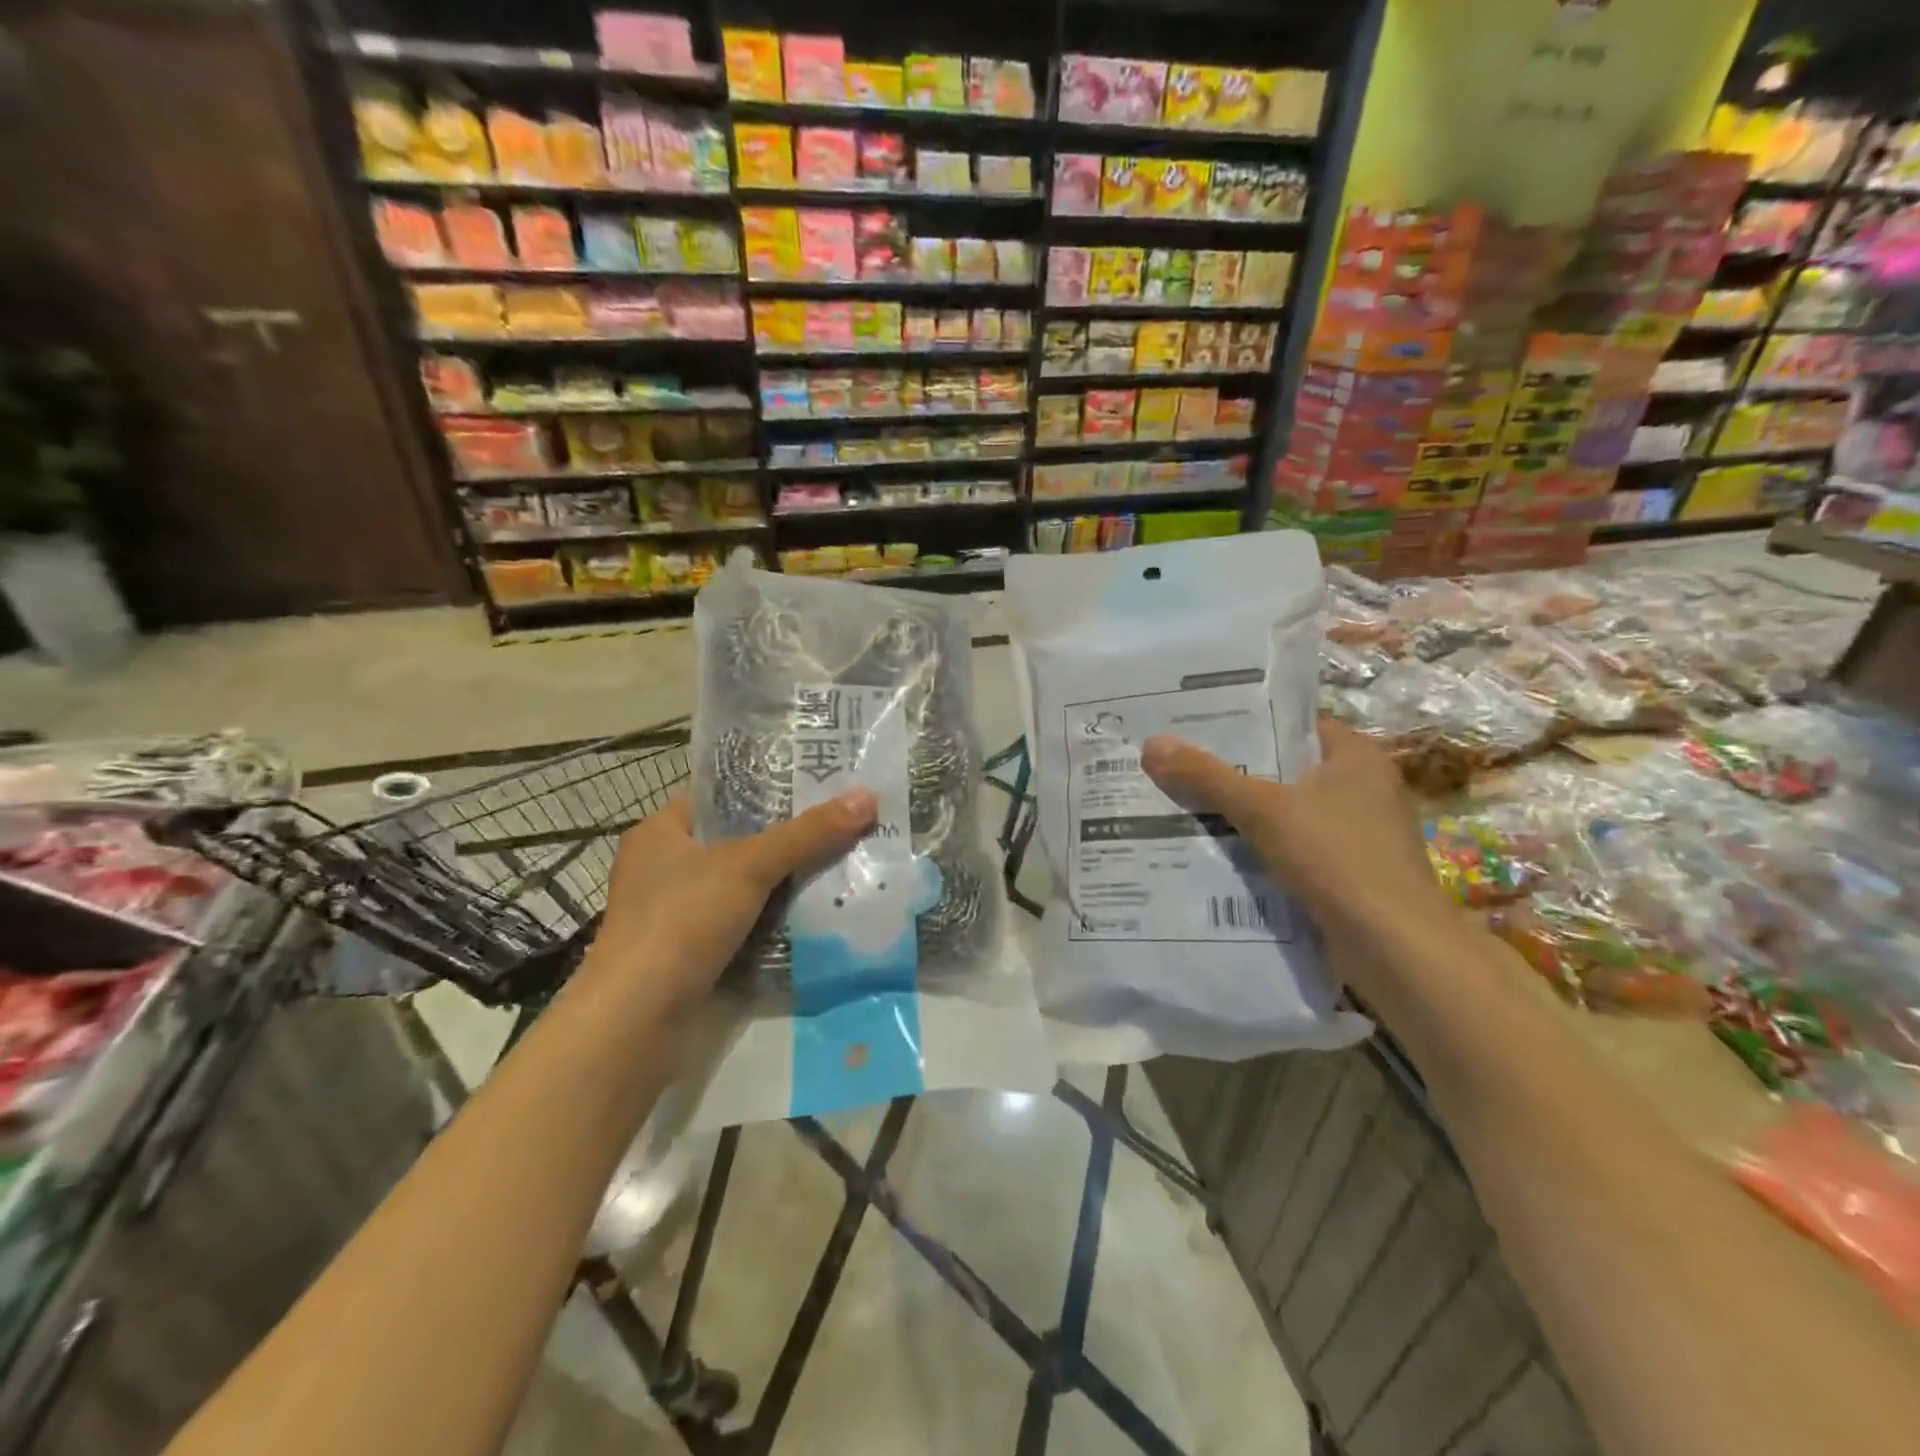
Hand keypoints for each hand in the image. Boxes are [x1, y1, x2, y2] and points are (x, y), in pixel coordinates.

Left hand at [584, 789, 876, 1010]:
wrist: (637, 1021)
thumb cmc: (682, 922)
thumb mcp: (749, 866)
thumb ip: (807, 833)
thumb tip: (866, 796)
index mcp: (660, 832)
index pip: (720, 797)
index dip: (766, 788)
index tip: (816, 785)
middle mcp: (663, 869)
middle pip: (737, 842)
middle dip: (786, 838)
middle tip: (839, 824)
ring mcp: (675, 915)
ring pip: (742, 886)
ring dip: (784, 882)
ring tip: (840, 863)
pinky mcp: (689, 954)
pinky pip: (742, 924)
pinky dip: (773, 920)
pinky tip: (815, 913)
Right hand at [1141, 718, 1447, 941]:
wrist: (1394, 949)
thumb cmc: (1337, 858)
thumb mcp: (1263, 809)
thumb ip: (1207, 777)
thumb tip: (1152, 744)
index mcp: (1356, 757)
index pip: (1294, 725)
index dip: (1247, 722)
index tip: (1197, 726)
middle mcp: (1363, 789)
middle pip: (1285, 770)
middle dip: (1234, 772)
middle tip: (1178, 766)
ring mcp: (1358, 835)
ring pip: (1286, 814)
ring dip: (1243, 816)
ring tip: (1183, 807)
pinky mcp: (1348, 875)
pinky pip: (1292, 850)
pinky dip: (1259, 851)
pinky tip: (1216, 855)